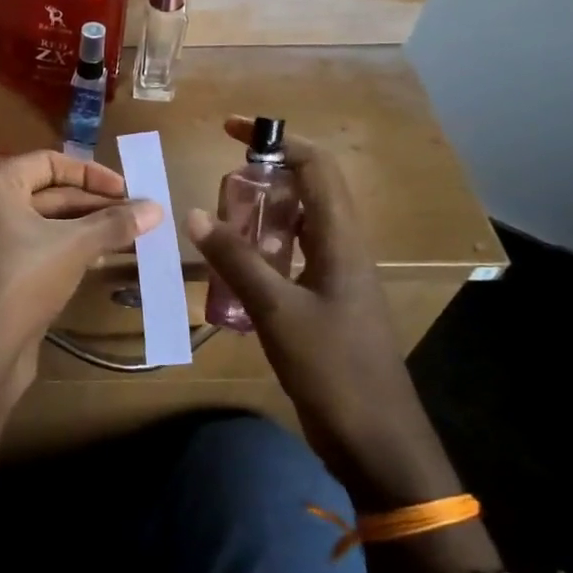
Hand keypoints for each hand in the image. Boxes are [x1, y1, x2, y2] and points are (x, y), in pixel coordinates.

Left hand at [0, 151, 161, 412]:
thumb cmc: (22, 279)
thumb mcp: (74, 246)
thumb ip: (115, 224)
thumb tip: (158, 208)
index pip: (50, 162)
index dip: (92, 174)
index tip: (128, 191)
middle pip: (50, 193)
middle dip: (95, 205)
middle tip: (139, 217)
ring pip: (47, 224)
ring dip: (88, 229)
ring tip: (133, 238)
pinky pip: (39, 249)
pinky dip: (70, 250)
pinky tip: (104, 260)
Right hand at [186, 116, 459, 510]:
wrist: (378, 441)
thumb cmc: (335, 370)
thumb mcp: (278, 311)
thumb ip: (237, 261)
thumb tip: (194, 213)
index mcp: (341, 240)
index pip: (316, 167)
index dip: (277, 140)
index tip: (231, 131)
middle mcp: (343, 249)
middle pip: (308, 191)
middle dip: (264, 176)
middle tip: (218, 188)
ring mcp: (337, 278)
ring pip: (299, 226)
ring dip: (262, 215)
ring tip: (219, 224)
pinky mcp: (327, 305)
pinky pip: (293, 259)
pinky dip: (264, 251)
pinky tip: (234, 272)